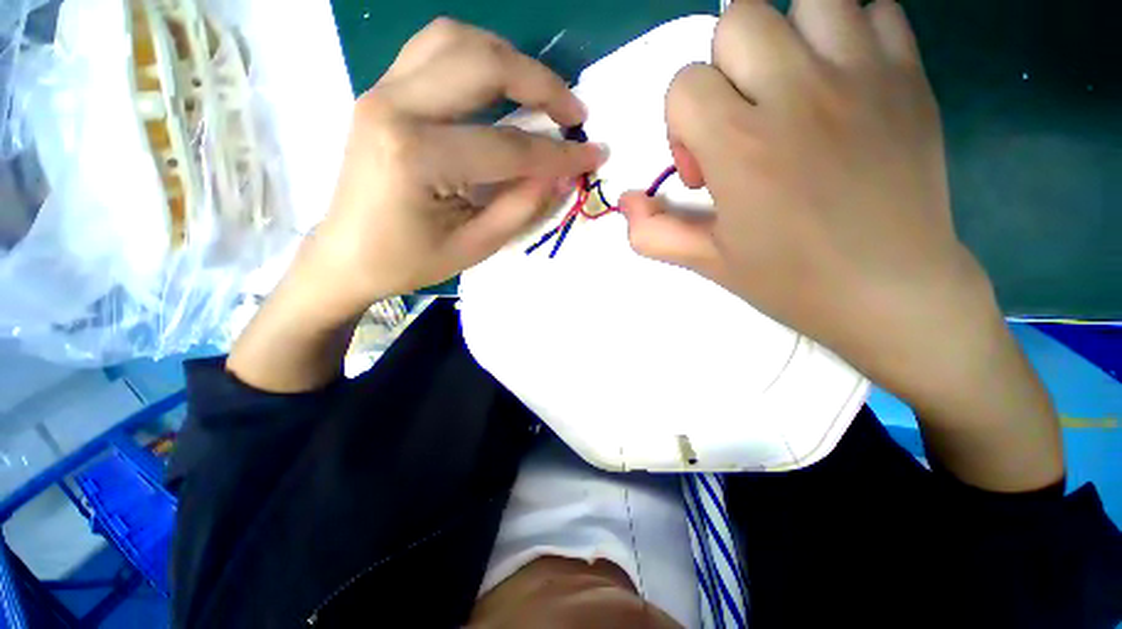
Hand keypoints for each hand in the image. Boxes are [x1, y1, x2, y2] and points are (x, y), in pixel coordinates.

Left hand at [309, 18, 603, 312]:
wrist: (347, 255)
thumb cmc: (409, 261)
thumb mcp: (476, 246)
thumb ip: (522, 206)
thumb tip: (562, 175)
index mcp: (417, 156)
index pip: (508, 147)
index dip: (559, 154)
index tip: (595, 154)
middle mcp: (396, 106)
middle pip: (483, 64)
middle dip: (542, 85)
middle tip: (574, 115)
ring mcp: (383, 90)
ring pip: (457, 41)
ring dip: (510, 60)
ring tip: (542, 96)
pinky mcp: (382, 91)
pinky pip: (435, 49)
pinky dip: (477, 57)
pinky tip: (498, 84)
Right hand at [621, 0, 983, 402]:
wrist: (892, 292)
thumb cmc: (791, 280)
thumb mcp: (707, 262)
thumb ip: (653, 232)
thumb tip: (626, 201)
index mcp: (741, 147)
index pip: (684, 83)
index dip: (682, 125)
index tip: (706, 169)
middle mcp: (798, 95)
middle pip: (738, 17)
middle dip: (724, 68)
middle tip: (743, 118)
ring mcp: (862, 77)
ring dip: (788, 35)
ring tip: (792, 86)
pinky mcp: (910, 78)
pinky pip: (877, 11)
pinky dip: (852, 32)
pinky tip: (844, 81)